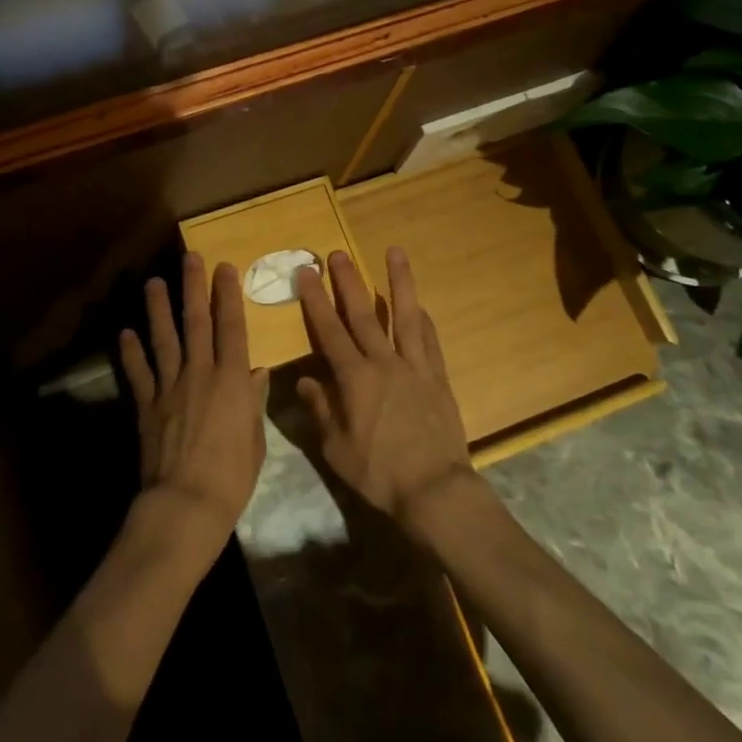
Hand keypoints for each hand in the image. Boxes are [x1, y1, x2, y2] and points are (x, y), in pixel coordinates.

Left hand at [118, 253, 269, 557]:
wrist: (186, 503)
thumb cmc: (231, 476)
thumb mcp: (254, 439)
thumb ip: (253, 401)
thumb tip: (257, 372)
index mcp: (231, 380)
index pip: (232, 328)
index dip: (228, 296)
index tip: (225, 268)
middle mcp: (200, 373)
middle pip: (196, 322)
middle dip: (193, 287)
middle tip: (190, 258)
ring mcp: (170, 386)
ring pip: (164, 338)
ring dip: (158, 309)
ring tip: (153, 283)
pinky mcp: (147, 404)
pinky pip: (138, 372)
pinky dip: (131, 352)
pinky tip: (125, 333)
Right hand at [294, 248, 477, 540]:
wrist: (435, 489)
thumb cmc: (378, 472)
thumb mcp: (336, 449)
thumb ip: (320, 410)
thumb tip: (304, 382)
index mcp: (354, 378)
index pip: (329, 330)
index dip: (315, 300)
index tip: (306, 272)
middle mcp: (383, 363)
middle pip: (362, 314)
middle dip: (348, 282)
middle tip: (337, 253)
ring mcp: (414, 367)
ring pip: (403, 316)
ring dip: (398, 282)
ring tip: (395, 252)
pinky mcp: (438, 378)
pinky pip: (429, 341)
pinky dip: (423, 320)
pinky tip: (420, 306)